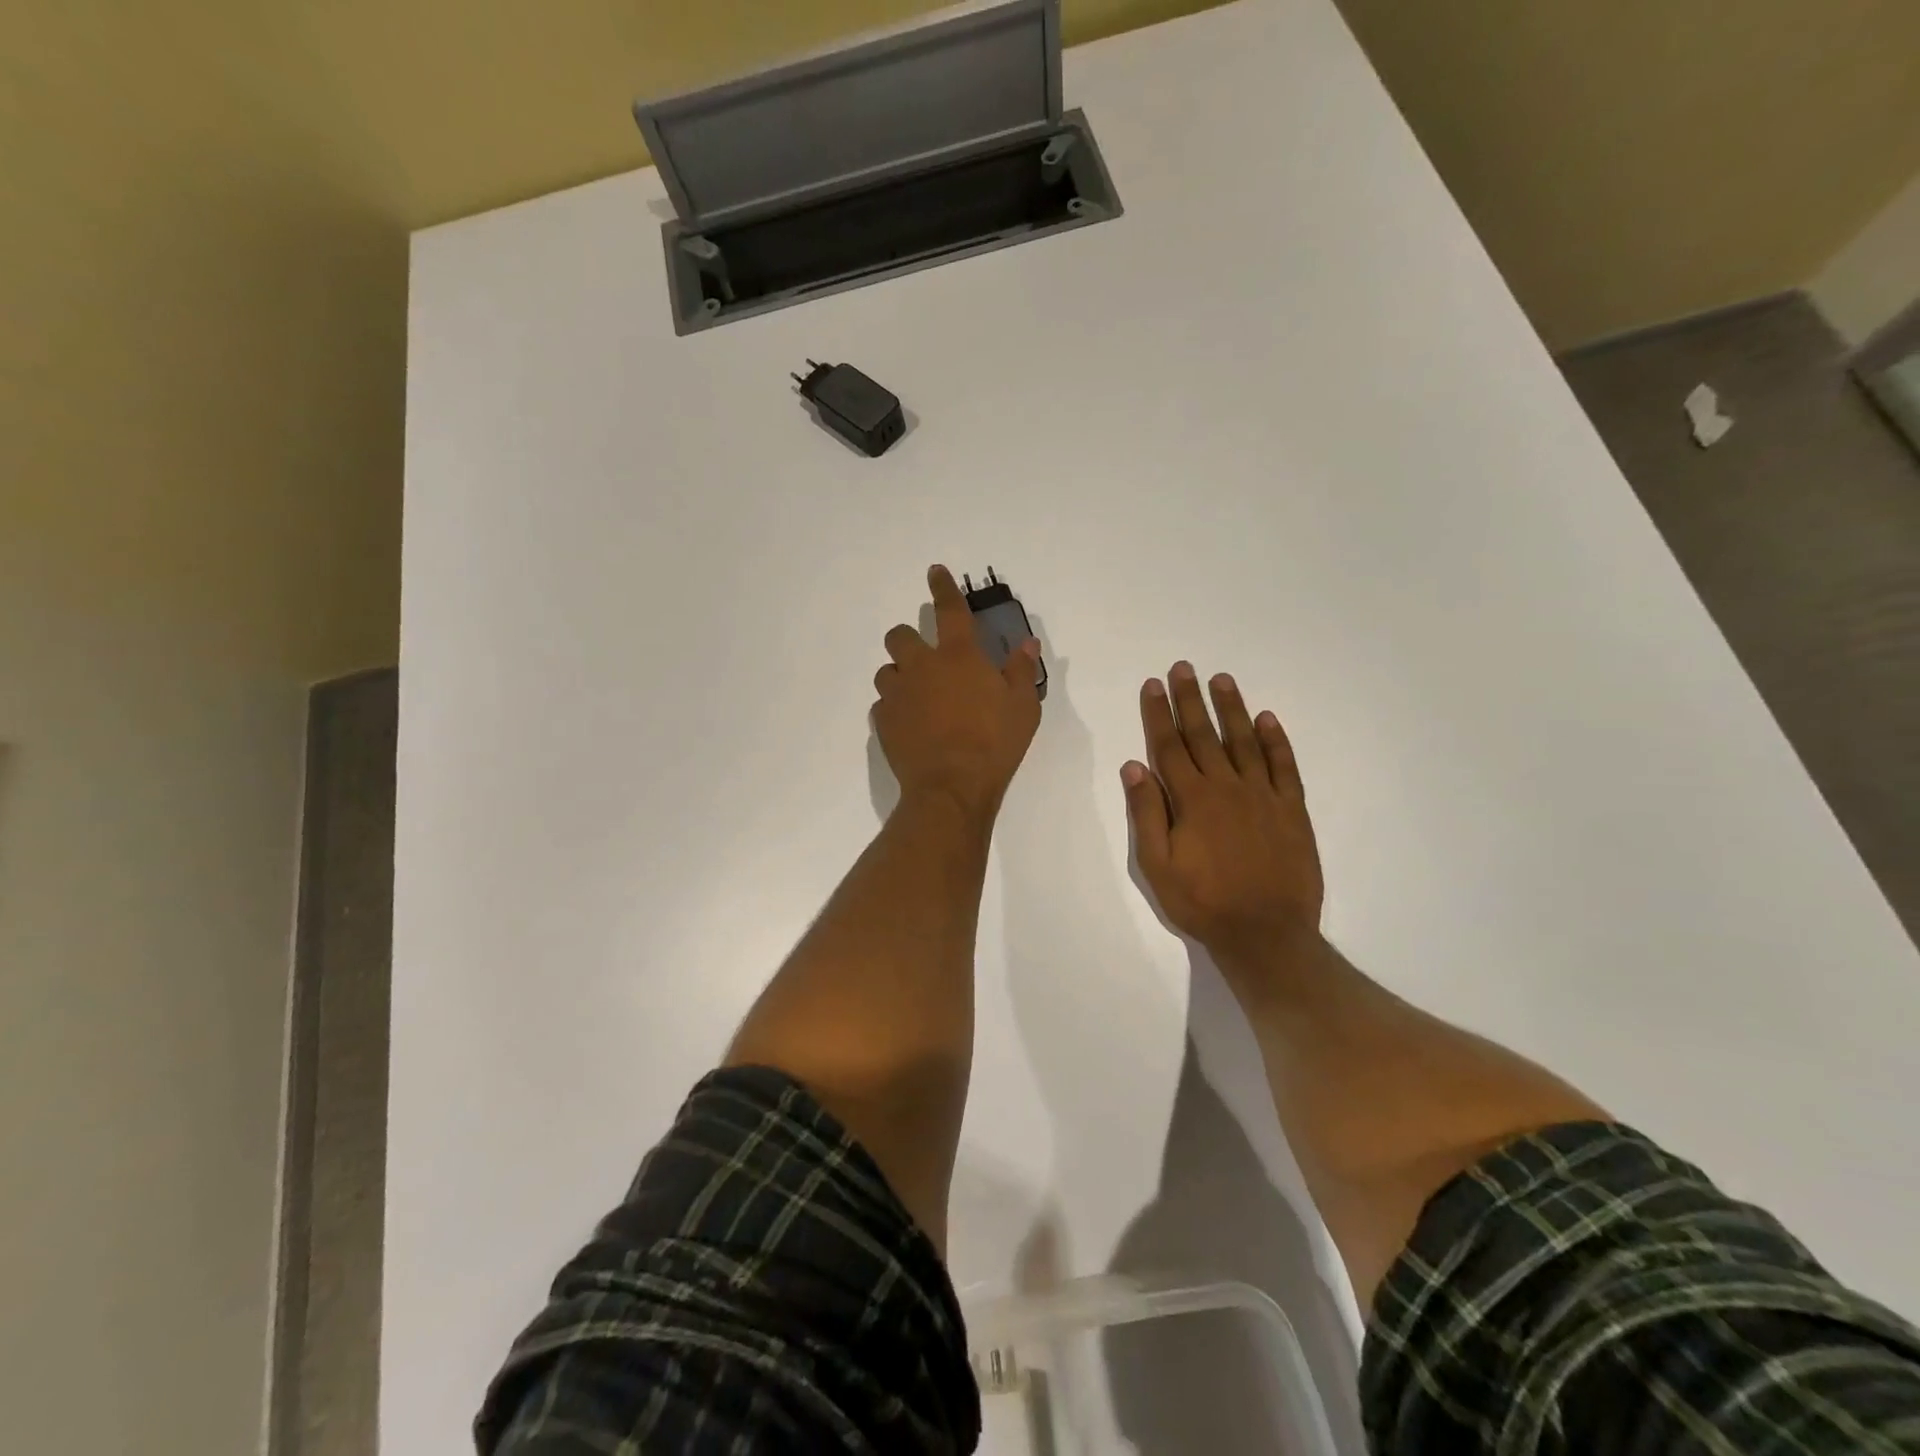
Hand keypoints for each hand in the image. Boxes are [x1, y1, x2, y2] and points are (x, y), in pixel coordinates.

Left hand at [872, 565, 1042, 818]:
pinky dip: (894, 709)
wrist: (951, 787)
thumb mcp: (1023, 707)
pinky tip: (910, 725)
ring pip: (887, 672)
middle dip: (908, 639)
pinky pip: (883, 706)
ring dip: (900, 677)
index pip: (949, 611)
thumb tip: (1027, 643)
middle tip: (926, 659)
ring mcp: (898, 695)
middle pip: (899, 636)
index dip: (942, 588)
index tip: (934, 572)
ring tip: (918, 696)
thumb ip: (1022, 671)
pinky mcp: (883, 722)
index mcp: (958, 657)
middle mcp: (921, 668)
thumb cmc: (994, 743)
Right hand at [1122, 662, 1323, 967]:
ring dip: (1232, 708)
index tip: (1153, 685)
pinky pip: (1284, 766)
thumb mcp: (1157, 865)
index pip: (1169, 746)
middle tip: (1184, 668)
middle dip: (1190, 699)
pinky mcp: (1292, 810)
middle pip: (1204, 735)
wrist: (1266, 933)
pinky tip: (1267, 719)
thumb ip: (1146, 813)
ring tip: (1222, 679)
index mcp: (1191, 800)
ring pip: (1244, 741)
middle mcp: (1227, 787)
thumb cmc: (1203, 902)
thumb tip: (1134, 766)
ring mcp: (1263, 796)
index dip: (1158, 713)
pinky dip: (1276, 741)